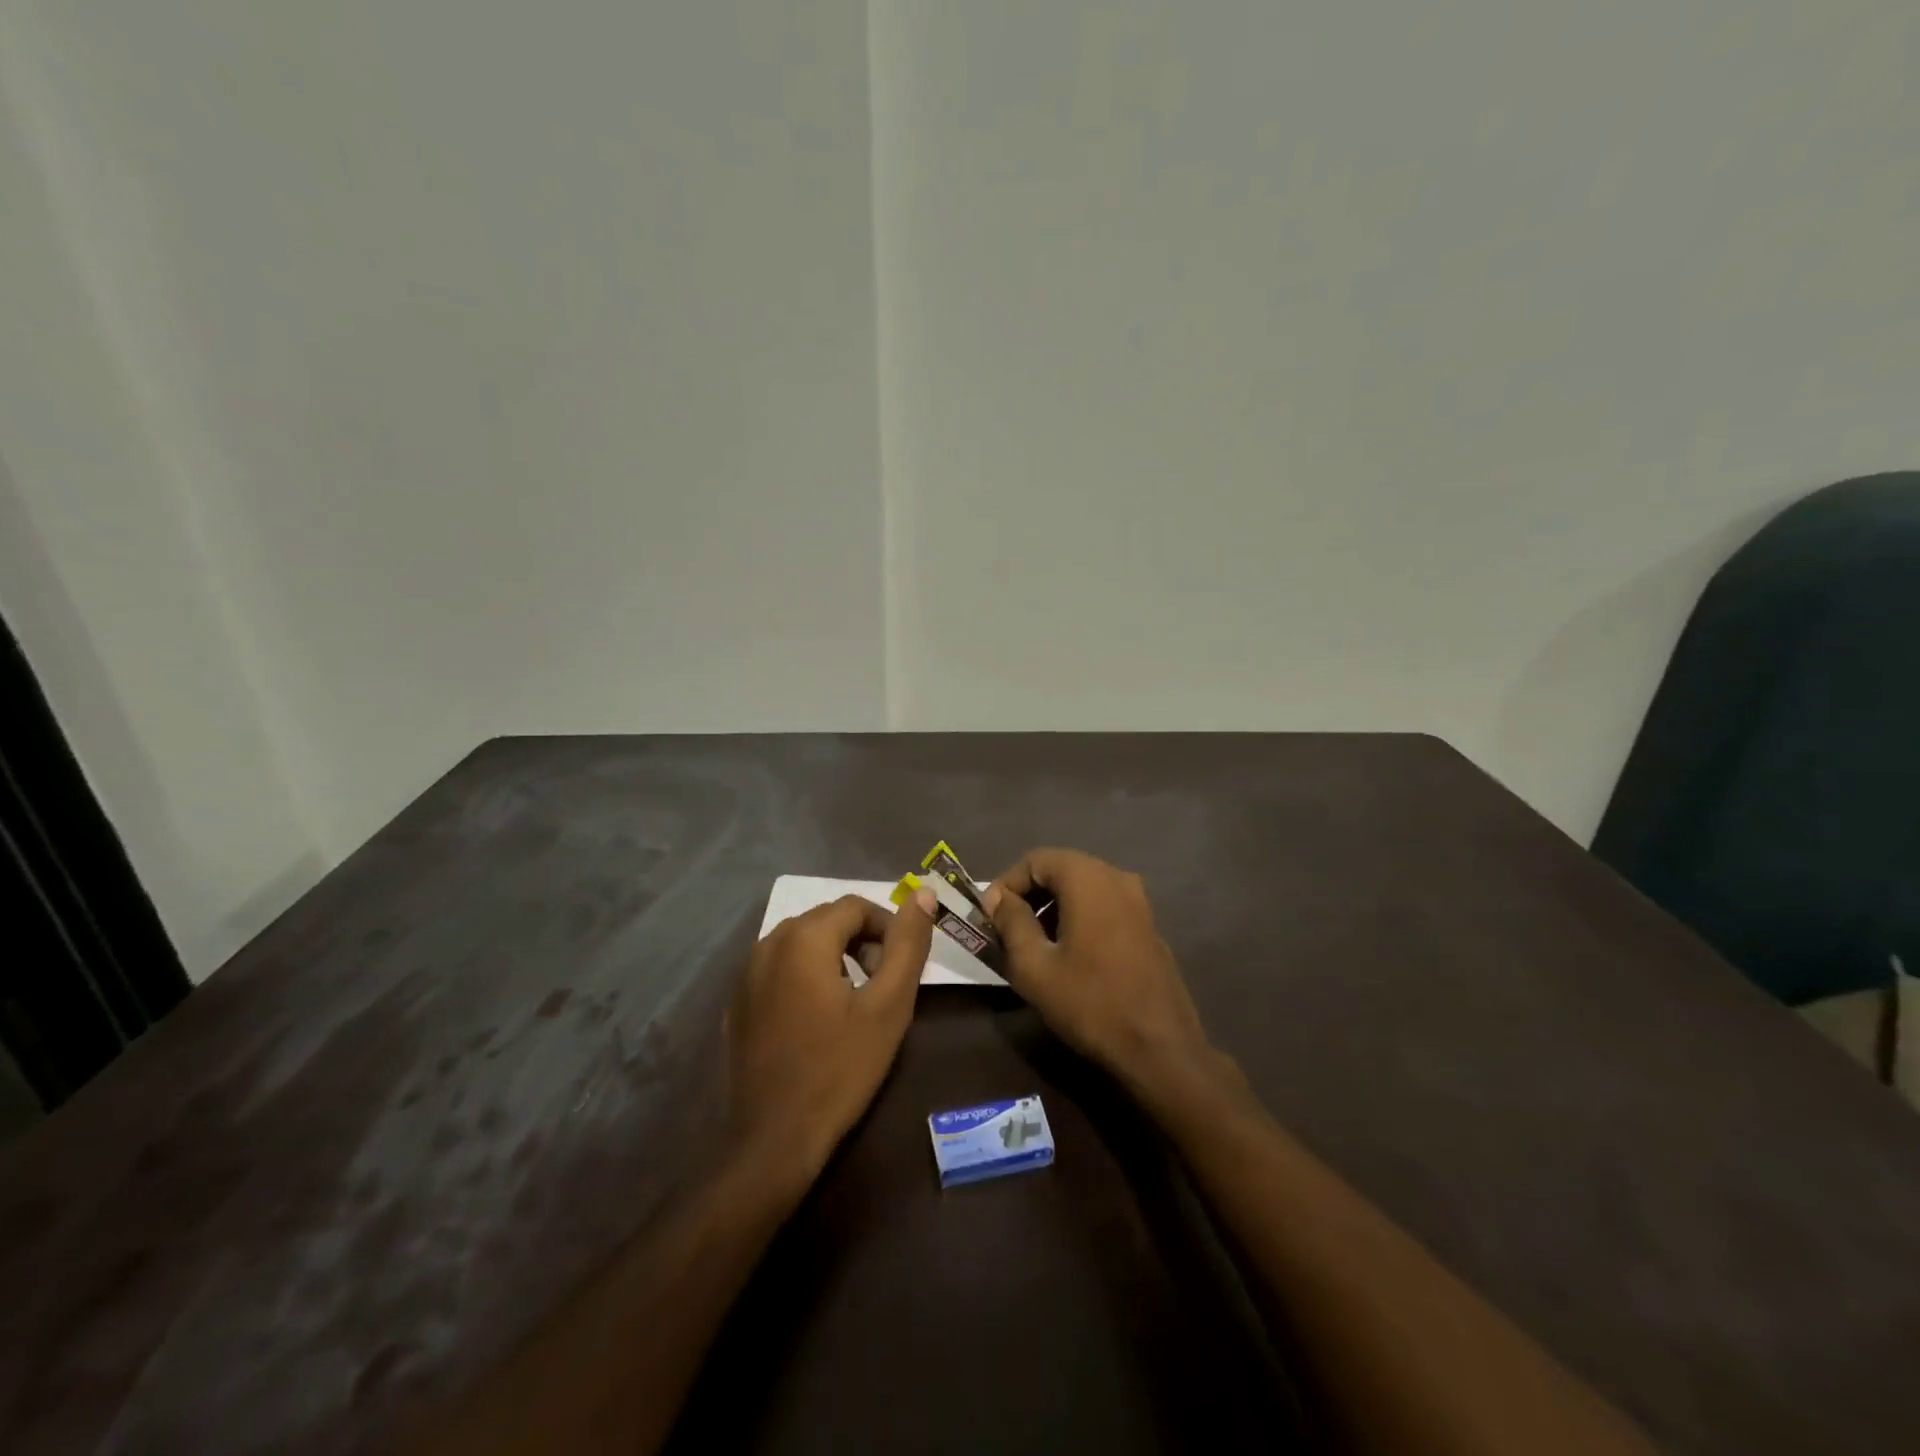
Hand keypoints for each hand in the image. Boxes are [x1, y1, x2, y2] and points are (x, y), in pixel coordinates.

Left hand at [726, 890, 935, 1180]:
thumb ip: (908, 944)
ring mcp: (747, 973)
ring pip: (803, 943)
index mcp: (804, 938)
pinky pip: (780, 969)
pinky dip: (807, 976)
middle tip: (883, 985)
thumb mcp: (888, 1005)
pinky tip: (819, 1020)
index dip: (887, 928)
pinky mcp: (738, 1002)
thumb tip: (924, 894)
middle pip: (828, 921)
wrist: (774, 1139)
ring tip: (855, 1002)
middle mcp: (768, 943)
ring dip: (835, 957)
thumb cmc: (840, 1068)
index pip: (856, 906)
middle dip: (862, 942)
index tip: (902, 966)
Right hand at [984, 849, 1217, 1099]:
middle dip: (1029, 895)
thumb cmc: (1090, 1002)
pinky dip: (1079, 917)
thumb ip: (1011, 923)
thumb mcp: (1034, 966)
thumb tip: (998, 898)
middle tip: (1007, 930)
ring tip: (1033, 944)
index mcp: (1088, 878)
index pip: (1035, 860)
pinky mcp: (1148, 925)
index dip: (1006, 884)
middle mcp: (1116, 877)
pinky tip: (1068, 955)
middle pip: (1061, 870)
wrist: (1160, 1048)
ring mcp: (1138, 901)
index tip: (989, 917)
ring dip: (1053, 907)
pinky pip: (1104, 906)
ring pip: (1083, 888)